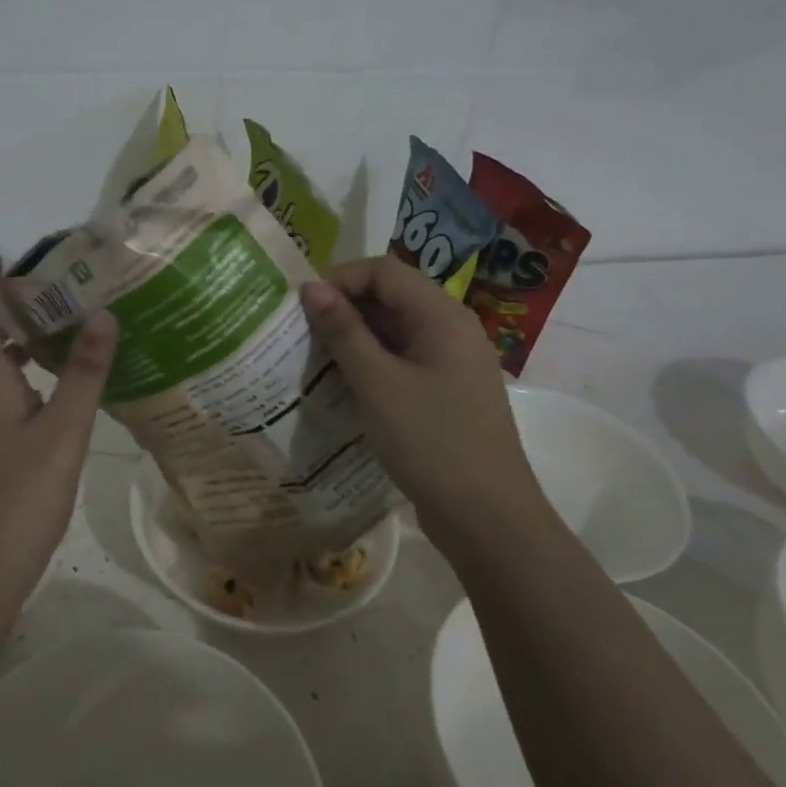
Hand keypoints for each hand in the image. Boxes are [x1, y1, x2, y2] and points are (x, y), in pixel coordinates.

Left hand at [0, 254, 116, 653]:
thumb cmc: (19, 497)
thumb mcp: (63, 431)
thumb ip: (84, 374)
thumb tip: (101, 313)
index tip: (1, 257)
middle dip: (9, 304)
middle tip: (55, 286)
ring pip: (2, 366)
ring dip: (27, 339)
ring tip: (73, 323)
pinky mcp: (5, 447)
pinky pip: (19, 393)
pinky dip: (40, 374)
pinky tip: (76, 384)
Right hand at [301, 258, 551, 557]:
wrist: (486, 515)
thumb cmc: (430, 441)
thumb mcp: (378, 383)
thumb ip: (343, 332)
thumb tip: (309, 287)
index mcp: (441, 315)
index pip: (383, 271)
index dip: (339, 278)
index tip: (299, 305)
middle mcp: (451, 328)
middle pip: (391, 296)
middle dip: (343, 307)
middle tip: (299, 333)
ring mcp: (451, 361)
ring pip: (395, 330)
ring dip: (354, 337)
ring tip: (312, 357)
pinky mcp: (445, 390)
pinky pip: (403, 359)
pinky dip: (371, 363)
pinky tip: (342, 384)